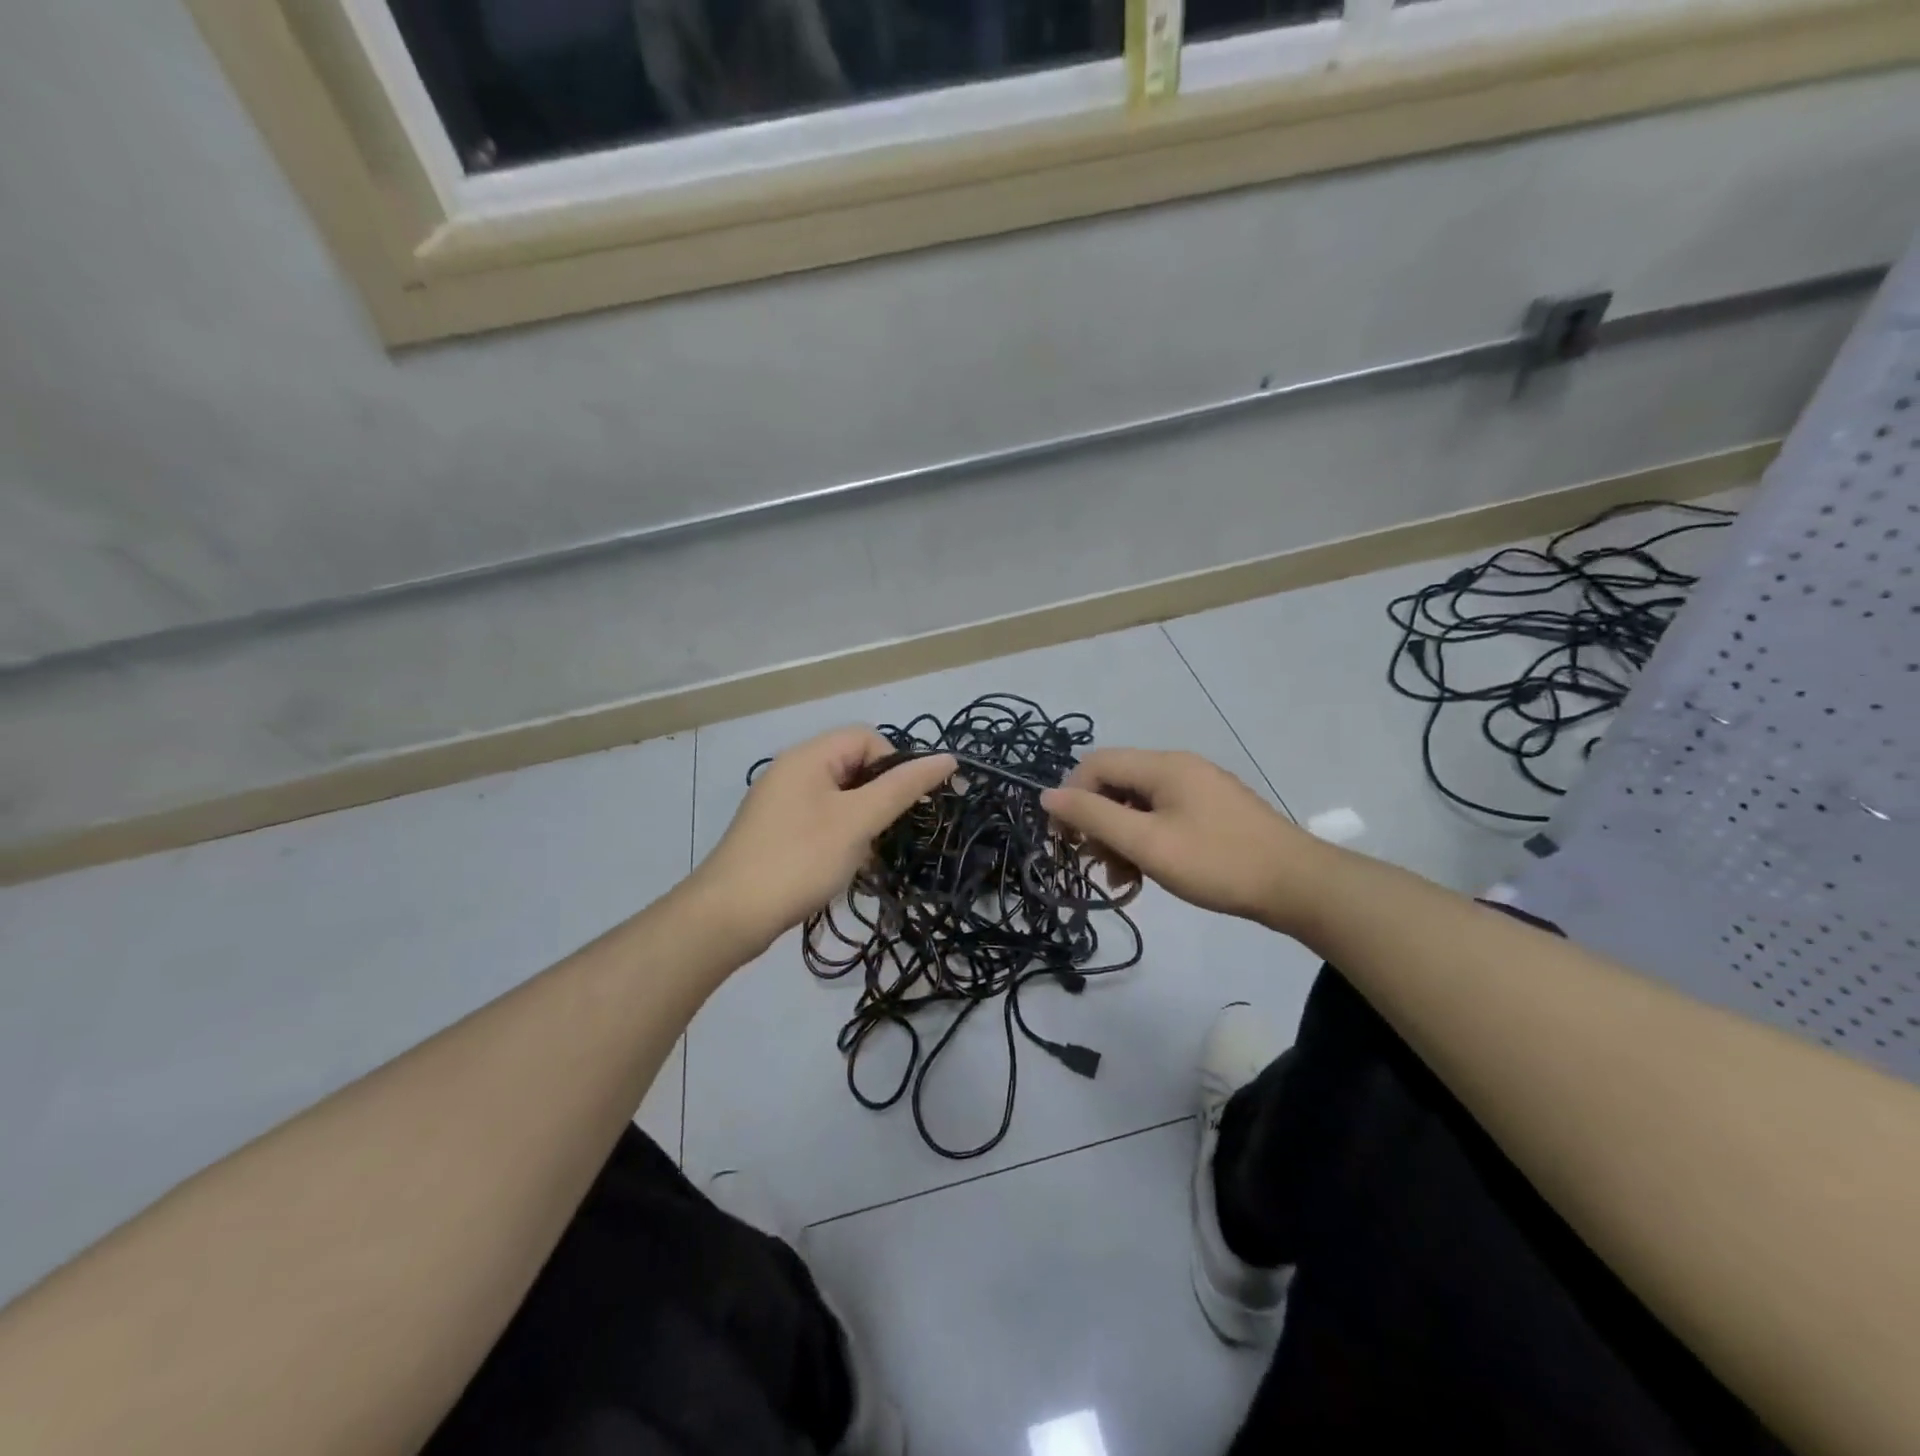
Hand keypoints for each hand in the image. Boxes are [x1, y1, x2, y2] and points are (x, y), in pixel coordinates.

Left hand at [690, 727, 954, 957]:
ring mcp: (782, 802)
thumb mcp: (858, 821)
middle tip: (886, 834)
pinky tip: (842, 867)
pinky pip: (822, 820)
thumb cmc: (799, 859)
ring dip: (862, 822)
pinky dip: (841, 837)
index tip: (903, 806)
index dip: (894, 764)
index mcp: (808, 756)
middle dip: (879, 798)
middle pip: (854, 766)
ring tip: (864, 856)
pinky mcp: (777, 831)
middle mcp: (793, 770)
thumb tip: (948, 758)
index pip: (867, 737)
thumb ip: (903, 788)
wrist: (730, 915)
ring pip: (841, 797)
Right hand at [1041, 748, 1318, 930]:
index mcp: (1162, 766)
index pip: (1095, 764)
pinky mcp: (1213, 812)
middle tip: (1095, 864)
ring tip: (1123, 879)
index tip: (1065, 840)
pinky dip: (1147, 841)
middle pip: (1117, 784)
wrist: (1297, 885)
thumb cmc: (1216, 862)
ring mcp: (1199, 789)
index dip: (1071, 798)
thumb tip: (1047, 795)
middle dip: (1098, 823)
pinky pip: (1163, 817)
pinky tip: (1147, 874)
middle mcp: (1178, 768)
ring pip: (1139, 805)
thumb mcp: (1147, 842)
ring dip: (1121, 838)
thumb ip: (1094, 816)